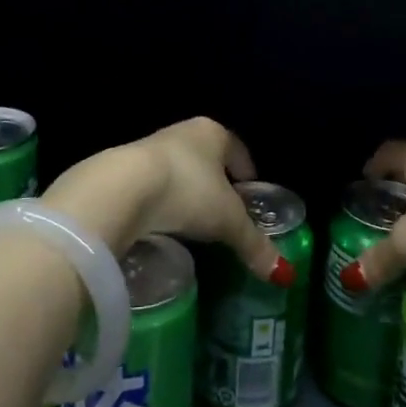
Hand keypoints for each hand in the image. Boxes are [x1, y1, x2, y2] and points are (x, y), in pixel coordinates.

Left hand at [43, 118, 291, 283]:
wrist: (121, 188)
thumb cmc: (187, 191)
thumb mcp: (226, 221)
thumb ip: (254, 244)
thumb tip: (284, 273)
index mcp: (213, 133)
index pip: (237, 150)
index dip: (247, 173)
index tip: (251, 197)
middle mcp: (183, 133)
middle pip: (208, 159)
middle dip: (217, 184)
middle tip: (225, 215)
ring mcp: (151, 148)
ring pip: (179, 171)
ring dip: (186, 193)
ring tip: (193, 224)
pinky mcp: (125, 169)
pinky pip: (153, 186)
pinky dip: (161, 202)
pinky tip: (162, 224)